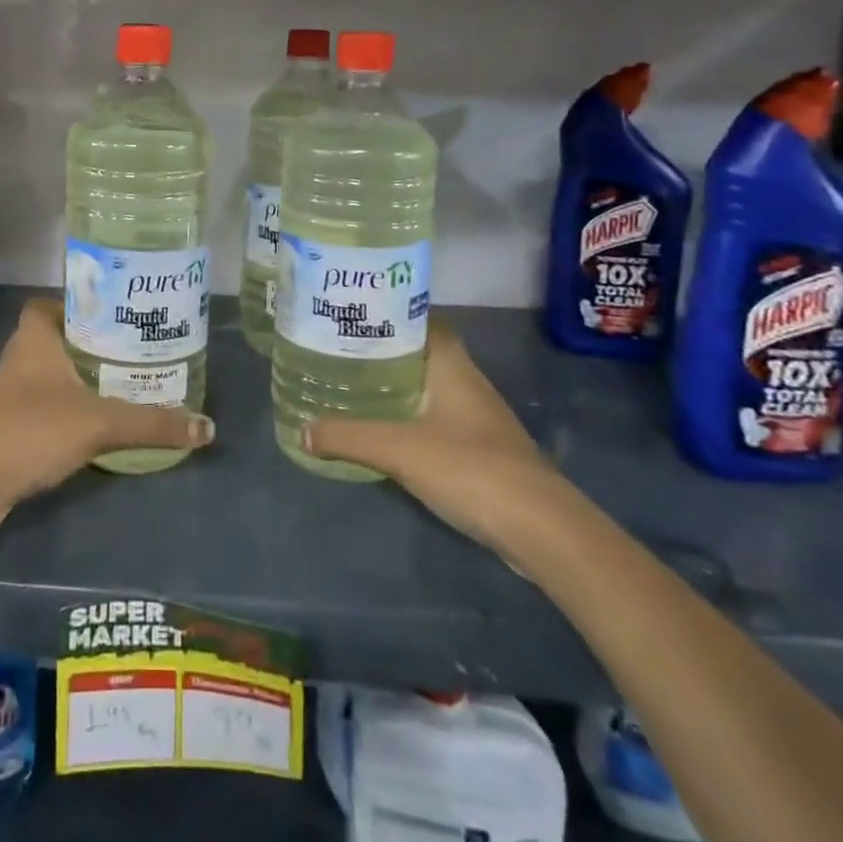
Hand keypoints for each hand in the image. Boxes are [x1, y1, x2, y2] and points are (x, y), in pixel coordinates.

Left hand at [0, 298, 214, 541]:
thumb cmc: (33, 429)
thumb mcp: (100, 422)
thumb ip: (152, 423)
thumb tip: (207, 427)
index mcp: (36, 336)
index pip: (52, 302)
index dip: (79, 303)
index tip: (116, 313)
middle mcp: (21, 356)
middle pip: (59, 336)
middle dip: (93, 341)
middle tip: (134, 347)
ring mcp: (13, 391)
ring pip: (54, 371)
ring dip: (83, 375)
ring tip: (126, 380)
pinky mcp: (12, 423)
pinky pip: (48, 402)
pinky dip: (72, 405)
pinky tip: (100, 419)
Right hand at [301, 315, 561, 549]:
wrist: (541, 528)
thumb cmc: (470, 467)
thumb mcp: (398, 449)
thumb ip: (348, 437)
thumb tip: (301, 430)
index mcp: (450, 363)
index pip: (418, 319)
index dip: (386, 312)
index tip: (349, 313)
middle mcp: (466, 380)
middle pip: (419, 352)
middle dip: (381, 349)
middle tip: (337, 349)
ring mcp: (477, 416)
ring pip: (427, 387)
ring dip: (394, 385)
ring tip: (350, 384)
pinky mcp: (480, 448)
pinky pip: (435, 418)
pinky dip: (408, 417)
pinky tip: (384, 430)